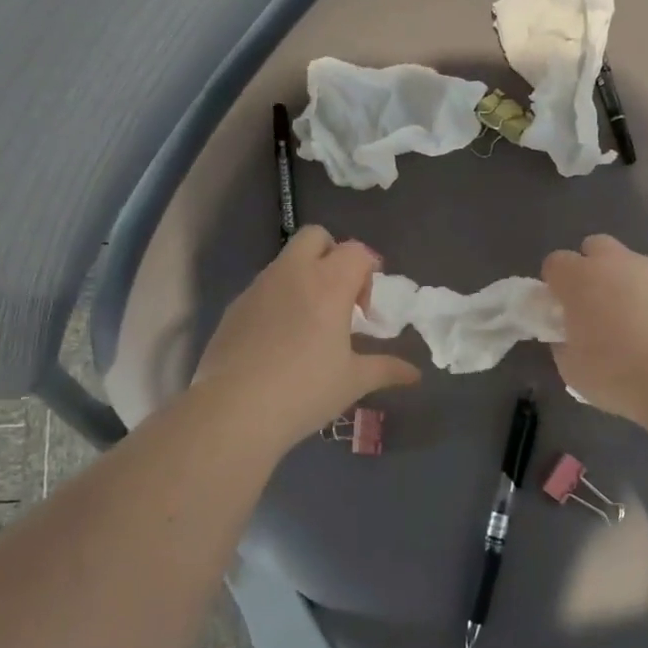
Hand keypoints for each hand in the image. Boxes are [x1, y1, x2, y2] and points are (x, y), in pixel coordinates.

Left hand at [191, 227, 420, 449]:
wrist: (233, 411)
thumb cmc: (304, 391)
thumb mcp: (353, 382)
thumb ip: (386, 369)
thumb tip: (414, 374)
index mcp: (328, 284)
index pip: (356, 251)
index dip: (368, 271)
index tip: (368, 308)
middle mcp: (292, 274)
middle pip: (316, 237)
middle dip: (333, 255)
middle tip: (340, 297)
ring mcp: (258, 287)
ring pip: (286, 260)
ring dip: (305, 277)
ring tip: (311, 323)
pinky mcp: (234, 307)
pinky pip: (264, 287)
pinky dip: (279, 299)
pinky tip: (280, 340)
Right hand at [541, 234, 647, 423]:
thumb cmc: (615, 374)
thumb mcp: (571, 368)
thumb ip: (564, 343)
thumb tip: (569, 336)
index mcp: (580, 278)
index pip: (556, 263)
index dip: (554, 284)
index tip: (559, 310)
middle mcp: (616, 264)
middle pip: (596, 248)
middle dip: (591, 270)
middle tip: (593, 308)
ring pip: (631, 265)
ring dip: (625, 285)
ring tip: (631, 325)